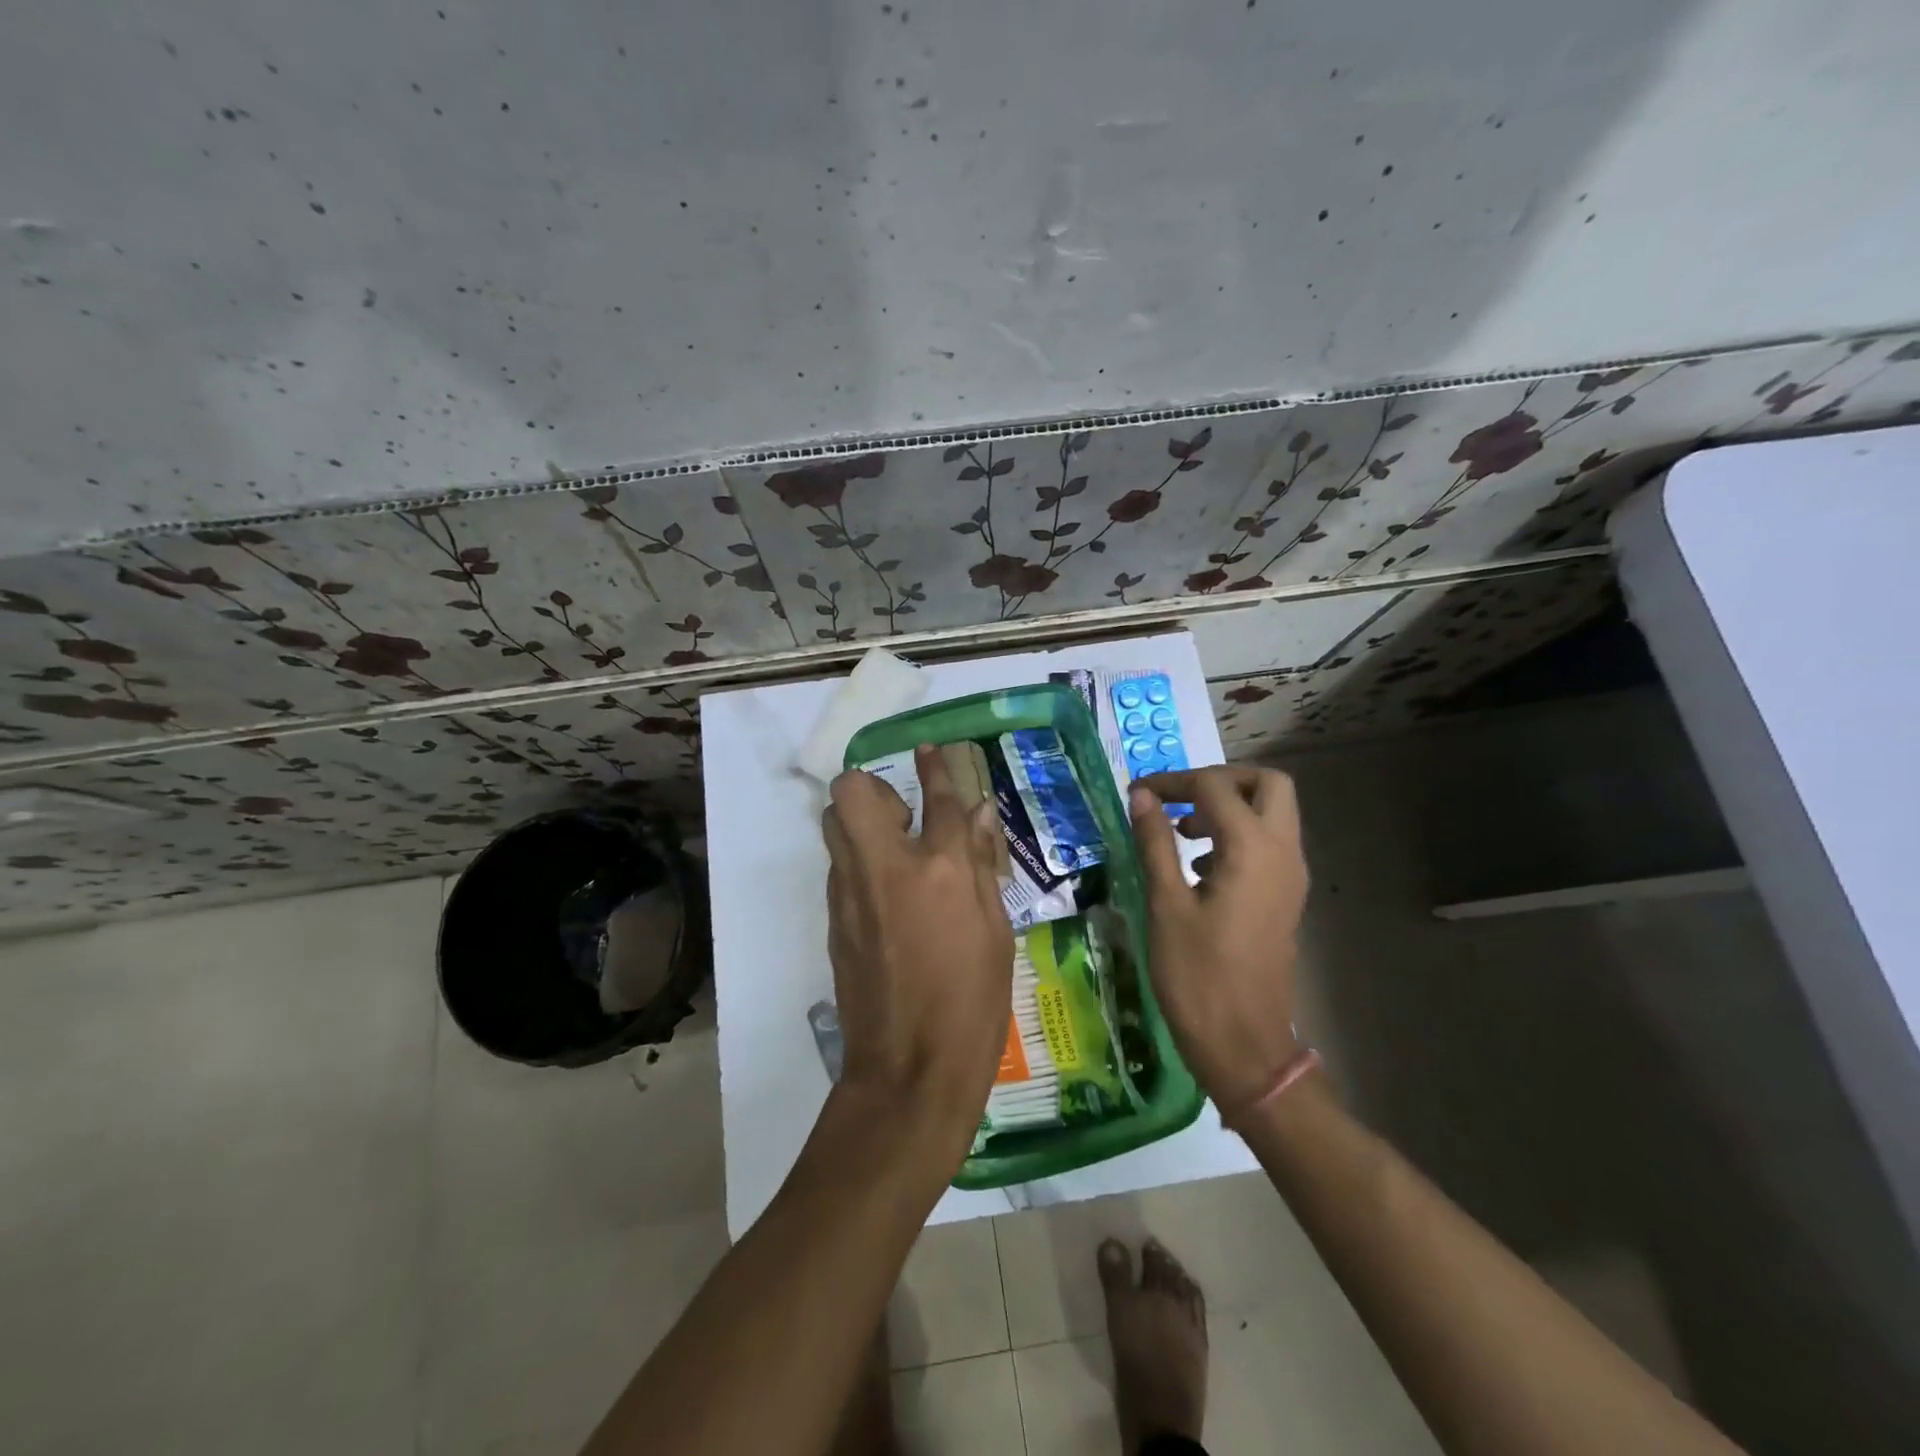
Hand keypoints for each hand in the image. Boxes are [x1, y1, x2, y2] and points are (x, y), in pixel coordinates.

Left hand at [824, 744, 1014, 1168]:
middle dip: (873, 789)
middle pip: (852, 791)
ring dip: (860, 823)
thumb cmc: (973, 1003)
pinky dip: (858, 864)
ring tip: (894, 856)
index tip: (930, 750)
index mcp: (942, 869)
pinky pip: (839, 868)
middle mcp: (887, 867)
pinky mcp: (834, 919)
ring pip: (835, 826)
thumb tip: (978, 814)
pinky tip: (886, 899)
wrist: (909, 1070)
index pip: (939, 797)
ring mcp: (851, 892)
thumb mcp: (997, 932)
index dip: (937, 766)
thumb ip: (984, 865)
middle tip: (904, 821)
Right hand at [1129, 766, 1309, 1116]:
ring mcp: (1290, 876)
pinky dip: (1238, 833)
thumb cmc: (1198, 976)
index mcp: (1252, 850)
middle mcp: (1282, 853)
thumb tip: (1142, 796)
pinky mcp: (1285, 897)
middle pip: (1267, 785)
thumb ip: (1156, 843)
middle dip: (1221, 780)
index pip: (1215, 787)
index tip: (1138, 793)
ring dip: (1230, 806)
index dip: (1173, 782)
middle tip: (1179, 800)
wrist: (1244, 1045)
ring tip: (1181, 832)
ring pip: (1273, 812)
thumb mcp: (1166, 905)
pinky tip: (1198, 865)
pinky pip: (1269, 842)